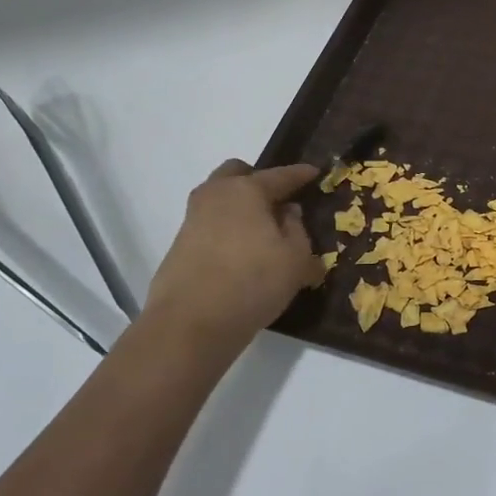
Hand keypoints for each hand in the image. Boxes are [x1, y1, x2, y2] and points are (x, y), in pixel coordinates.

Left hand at [138, 159, 323, 355]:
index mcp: (247, 190)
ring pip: (219, 198)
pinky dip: (227, 227)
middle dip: (257, 179)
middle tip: (278, 200)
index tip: (314, 172)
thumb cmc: (253, 282)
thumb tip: (288, 212)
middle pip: (237, 173)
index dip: (300, 174)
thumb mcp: (296, 258)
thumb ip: (297, 229)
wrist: (190, 323)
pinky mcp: (180, 244)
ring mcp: (193, 219)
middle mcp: (216, 195)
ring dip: (239, 205)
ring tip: (261, 230)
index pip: (280, 175)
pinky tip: (241, 252)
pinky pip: (210, 222)